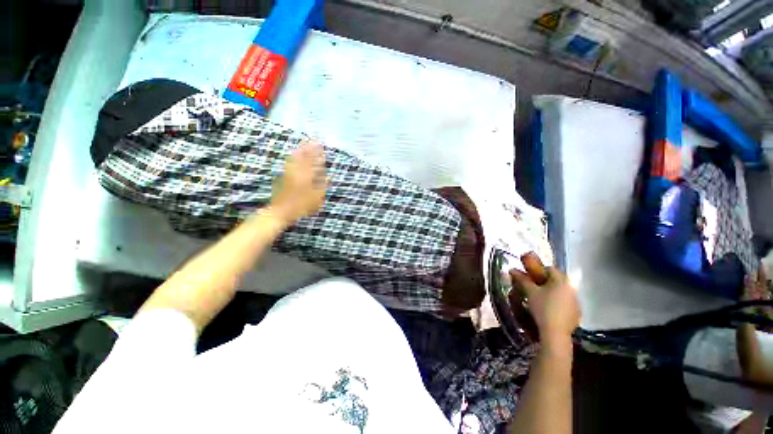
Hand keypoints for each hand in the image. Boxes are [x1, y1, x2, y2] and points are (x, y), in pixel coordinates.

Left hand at [270, 140, 326, 223]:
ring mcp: (290, 174)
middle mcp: (298, 173)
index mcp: (307, 178)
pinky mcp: (284, 177)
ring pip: (296, 159)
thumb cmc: (301, 207)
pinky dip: (293, 157)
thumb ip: (322, 186)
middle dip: (310, 148)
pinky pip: (289, 164)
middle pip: (305, 158)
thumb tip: (329, 177)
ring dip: (301, 150)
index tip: (321, 145)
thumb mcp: (316, 198)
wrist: (281, 211)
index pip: (314, 163)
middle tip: (313, 139)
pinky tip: (293, 154)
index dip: (318, 154)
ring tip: (304, 143)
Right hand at [509, 253, 580, 347]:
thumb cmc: (542, 308)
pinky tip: (549, 309)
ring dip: (552, 291)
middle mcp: (572, 288)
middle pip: (557, 280)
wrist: (555, 333)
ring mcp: (576, 302)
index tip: (529, 275)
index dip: (538, 270)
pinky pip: (566, 302)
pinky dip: (558, 302)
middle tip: (532, 286)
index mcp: (561, 280)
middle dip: (545, 281)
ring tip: (540, 298)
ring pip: (562, 291)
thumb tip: (512, 269)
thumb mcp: (529, 292)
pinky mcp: (577, 313)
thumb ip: (522, 279)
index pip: (550, 269)